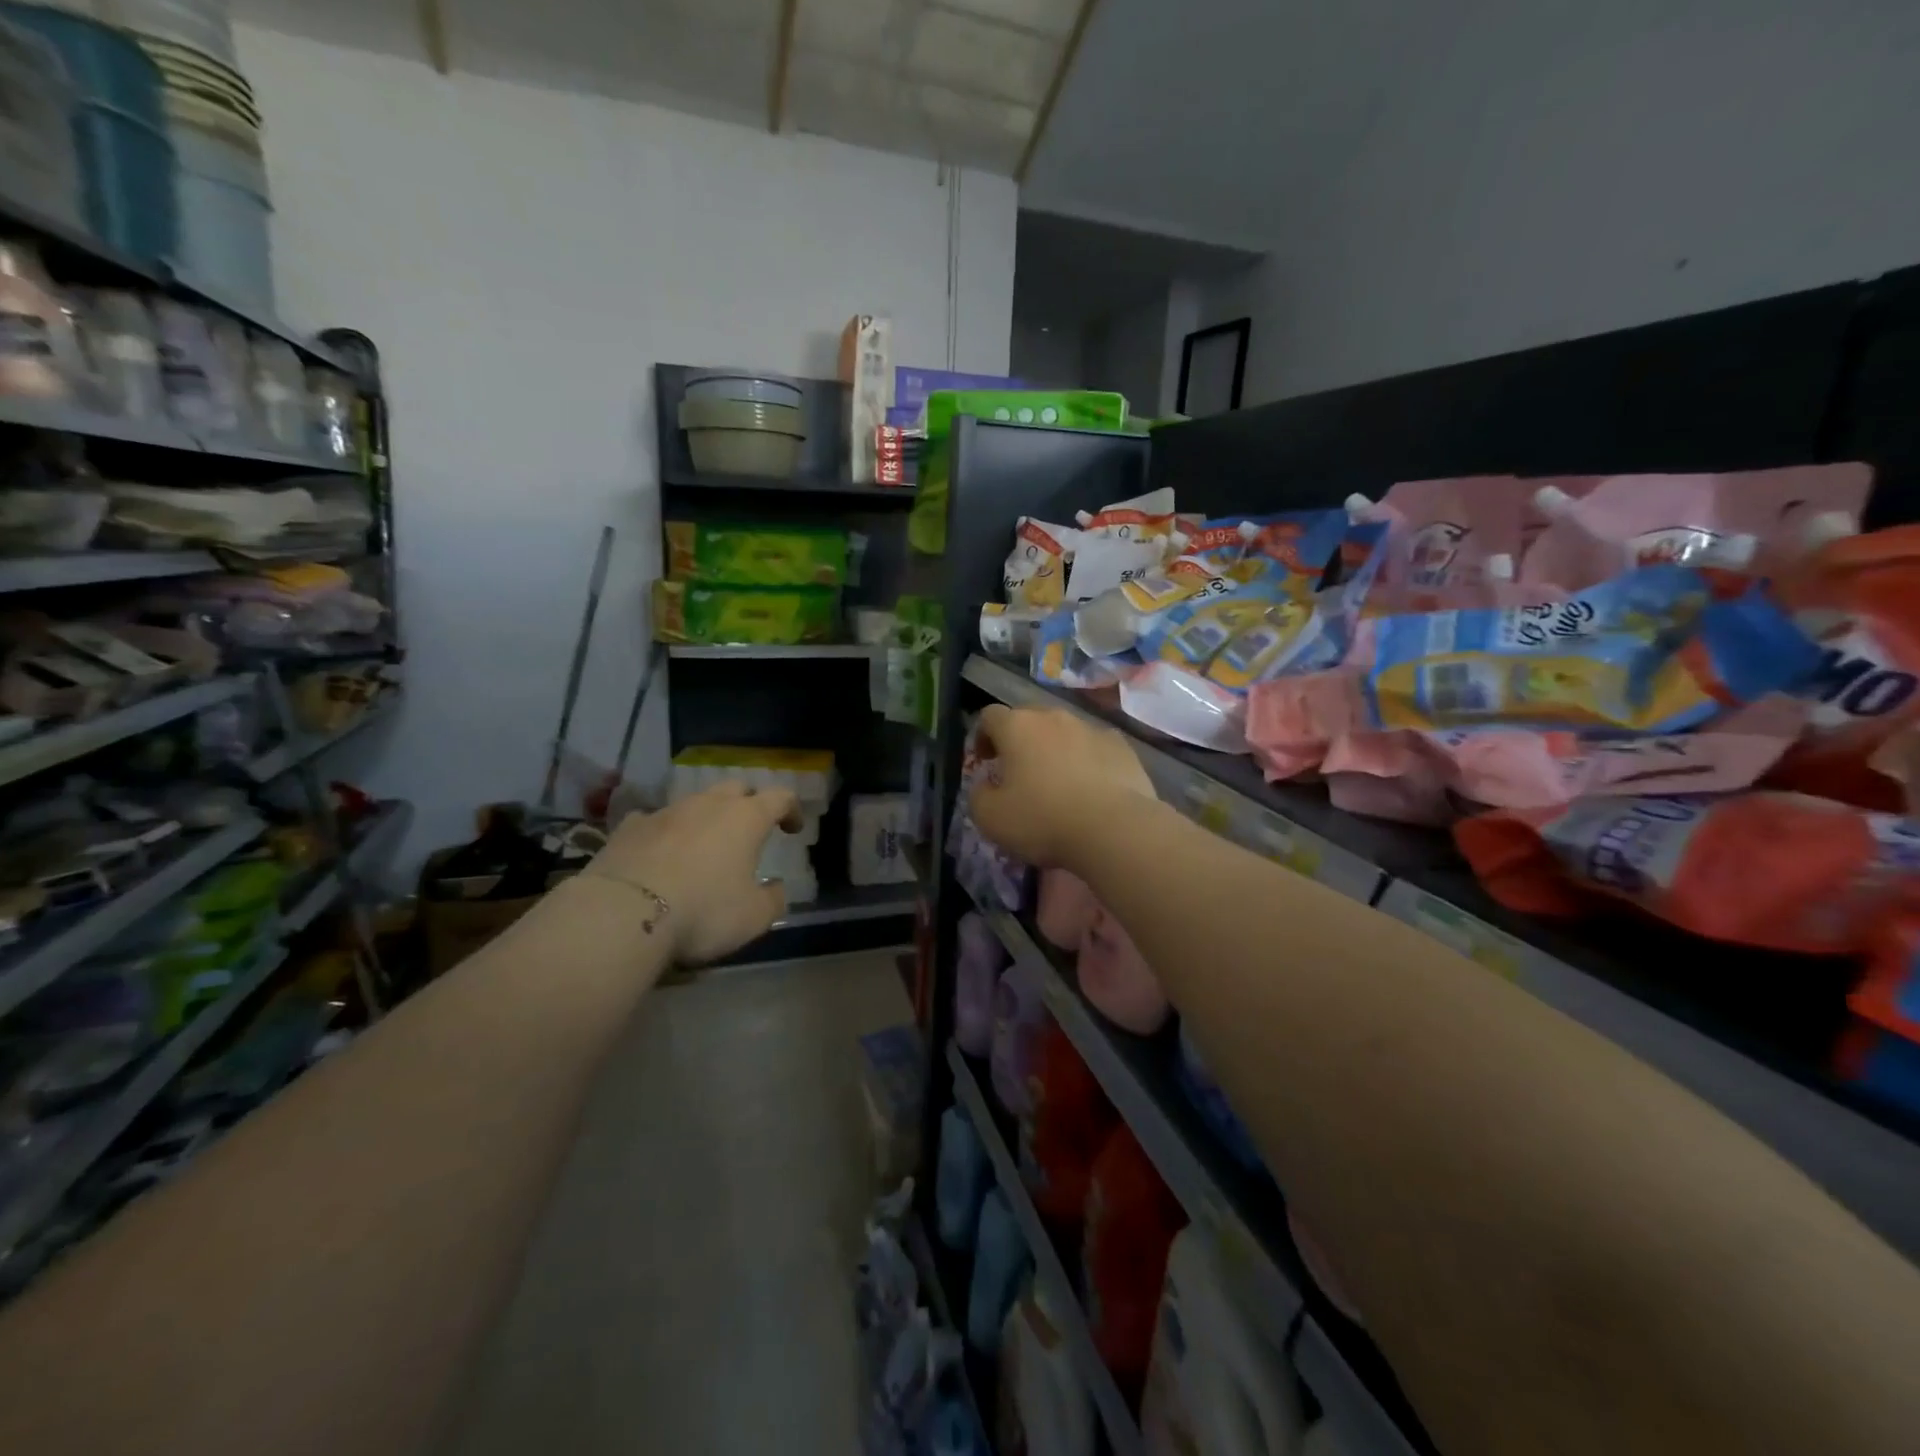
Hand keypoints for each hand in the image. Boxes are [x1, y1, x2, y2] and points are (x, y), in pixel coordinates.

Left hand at [581, 781, 801, 964]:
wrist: (622, 914)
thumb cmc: (703, 911)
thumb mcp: (754, 917)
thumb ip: (773, 899)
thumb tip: (775, 887)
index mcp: (746, 818)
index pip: (780, 797)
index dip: (791, 810)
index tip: (793, 829)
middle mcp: (708, 804)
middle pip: (736, 788)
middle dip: (748, 803)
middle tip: (750, 829)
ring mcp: (665, 812)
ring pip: (694, 802)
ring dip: (705, 817)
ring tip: (704, 845)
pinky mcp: (629, 827)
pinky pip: (655, 820)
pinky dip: (665, 832)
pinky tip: (659, 852)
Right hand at [969, 705, 1158, 867]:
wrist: (1114, 830)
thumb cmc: (1043, 820)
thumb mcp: (990, 818)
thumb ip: (979, 794)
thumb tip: (986, 784)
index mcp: (1017, 727)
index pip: (990, 716)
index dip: (983, 736)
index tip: (986, 761)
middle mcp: (1054, 717)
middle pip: (1029, 718)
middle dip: (1020, 740)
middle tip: (1019, 771)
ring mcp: (1091, 729)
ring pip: (1065, 731)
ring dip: (1055, 749)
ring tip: (1058, 782)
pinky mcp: (1122, 747)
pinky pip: (1095, 747)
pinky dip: (1088, 761)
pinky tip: (1091, 788)